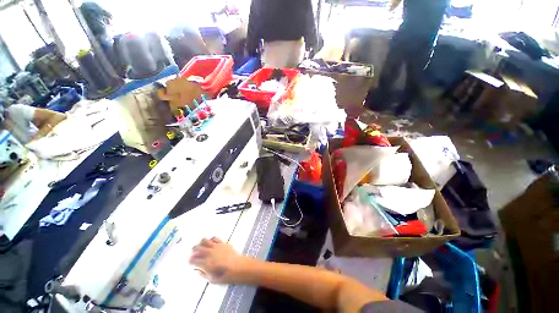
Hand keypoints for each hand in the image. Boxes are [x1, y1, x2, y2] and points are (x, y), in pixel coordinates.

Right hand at [189, 237, 251, 283]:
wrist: (238, 267)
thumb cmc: (225, 276)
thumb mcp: (211, 279)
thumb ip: (203, 274)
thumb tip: (197, 270)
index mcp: (204, 263)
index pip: (192, 260)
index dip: (190, 261)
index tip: (190, 263)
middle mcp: (208, 253)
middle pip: (196, 248)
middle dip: (193, 251)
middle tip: (194, 254)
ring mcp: (216, 246)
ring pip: (204, 240)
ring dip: (201, 243)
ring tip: (202, 247)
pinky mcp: (222, 243)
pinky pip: (214, 238)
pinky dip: (211, 240)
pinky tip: (212, 244)